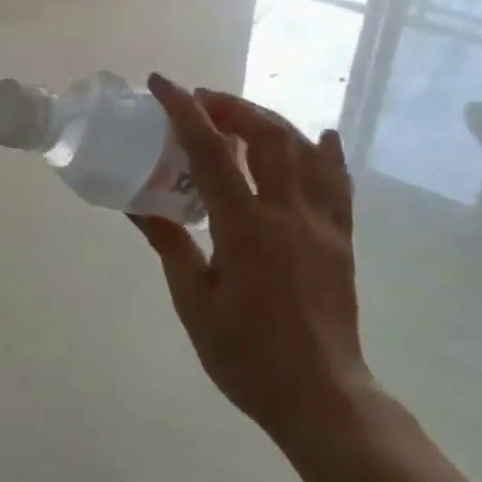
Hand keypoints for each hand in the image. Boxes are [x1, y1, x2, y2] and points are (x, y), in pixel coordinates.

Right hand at [132, 74, 374, 451]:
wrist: (321, 398)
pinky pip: (339, 184)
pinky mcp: (341, 241)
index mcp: (247, 229)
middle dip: (232, 107)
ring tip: (242, 116)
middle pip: (267, 137)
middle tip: (202, 102)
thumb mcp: (194, 303)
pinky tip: (321, 138)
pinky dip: (327, 154)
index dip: (185, 112)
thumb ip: (171, 246)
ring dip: (272, 122)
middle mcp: (289, 215)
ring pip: (305, 152)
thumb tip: (140, 205)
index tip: (163, 84)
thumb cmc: (247, 356)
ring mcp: (322, 225)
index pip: (211, 154)